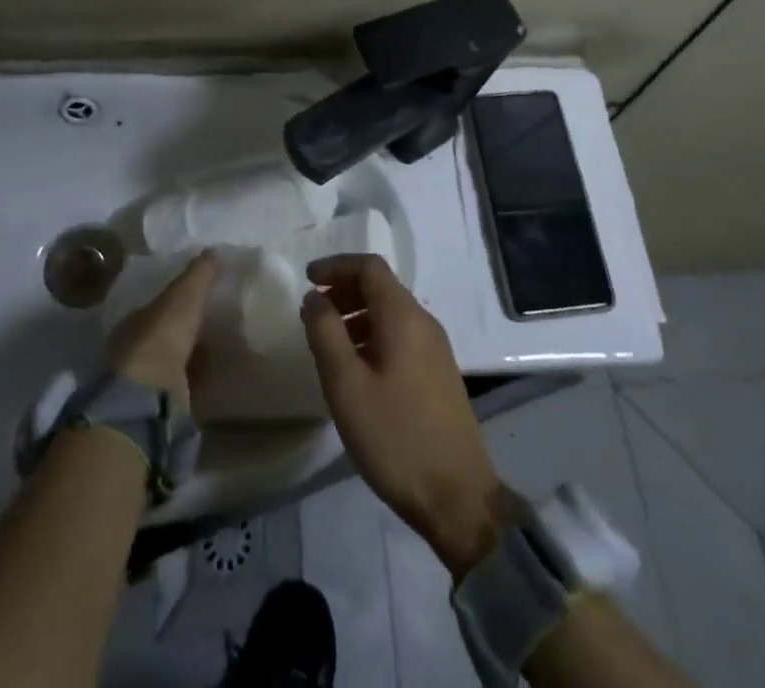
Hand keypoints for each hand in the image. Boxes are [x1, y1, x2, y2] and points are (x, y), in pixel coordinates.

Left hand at [106, 250, 216, 411]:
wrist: (152, 394)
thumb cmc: (162, 335)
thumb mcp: (184, 295)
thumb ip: (199, 273)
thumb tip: (213, 249)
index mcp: (134, 321)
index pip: (157, 306)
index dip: (177, 300)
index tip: (200, 295)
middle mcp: (134, 350)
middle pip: (165, 333)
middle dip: (186, 328)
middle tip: (215, 319)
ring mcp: (146, 380)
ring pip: (174, 360)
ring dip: (194, 354)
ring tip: (222, 345)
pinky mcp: (161, 404)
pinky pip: (186, 383)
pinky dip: (200, 377)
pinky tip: (218, 371)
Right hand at [300, 255, 505, 578]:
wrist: (458, 498)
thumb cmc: (395, 437)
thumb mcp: (346, 385)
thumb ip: (325, 333)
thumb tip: (314, 297)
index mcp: (403, 317)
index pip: (369, 267)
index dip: (336, 266)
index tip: (307, 278)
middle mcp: (424, 322)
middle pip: (381, 287)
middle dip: (344, 289)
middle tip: (313, 311)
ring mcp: (435, 349)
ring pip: (391, 313)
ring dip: (357, 314)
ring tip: (328, 341)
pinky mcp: (438, 374)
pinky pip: (401, 336)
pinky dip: (373, 335)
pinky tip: (357, 368)